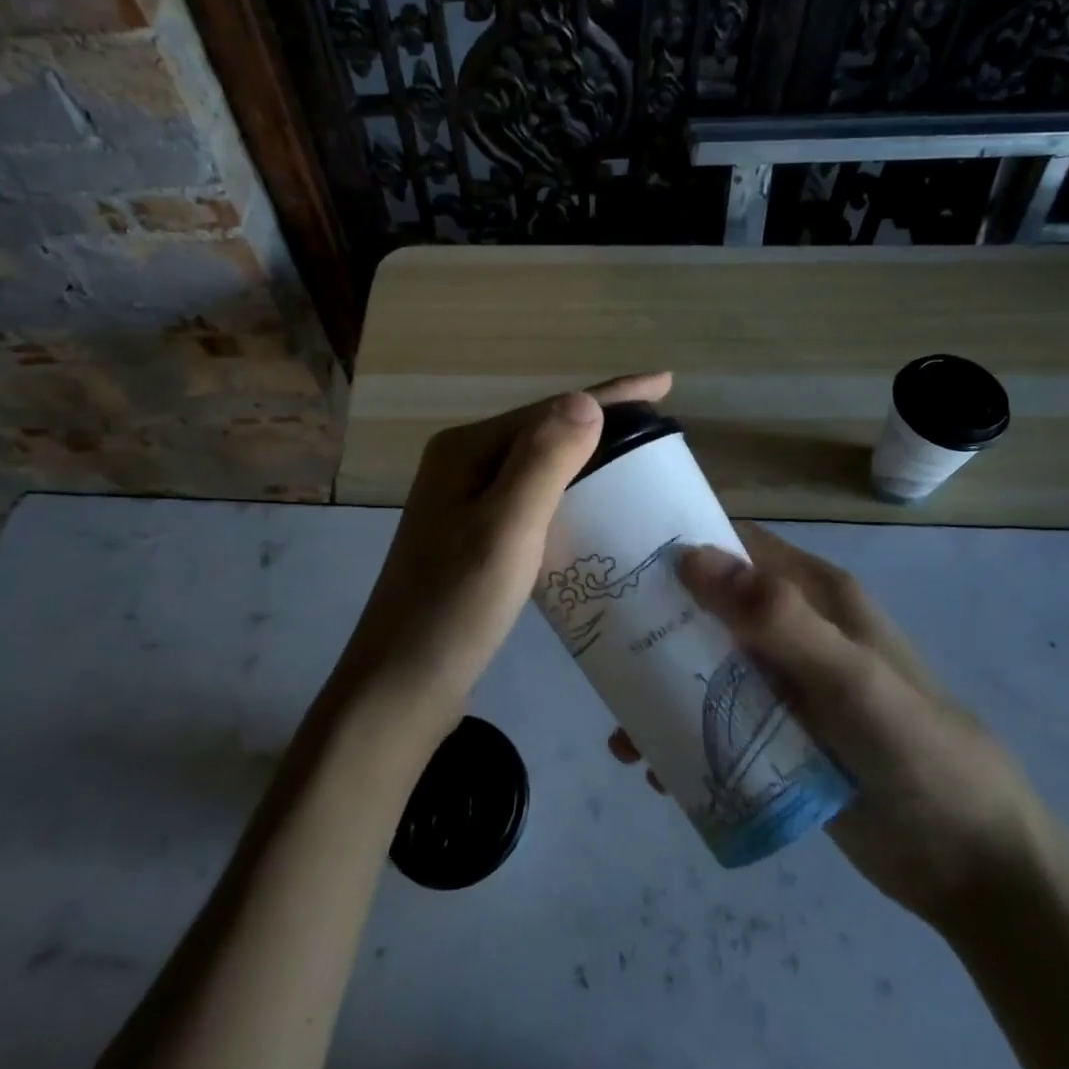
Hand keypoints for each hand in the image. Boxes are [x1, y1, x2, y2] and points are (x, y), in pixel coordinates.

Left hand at [340, 373, 673, 727]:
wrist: (402, 686)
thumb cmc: (455, 607)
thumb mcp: (506, 528)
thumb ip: (543, 461)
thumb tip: (586, 400)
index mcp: (465, 450)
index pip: (551, 410)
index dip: (612, 394)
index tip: (666, 383)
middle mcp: (461, 465)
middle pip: (545, 431)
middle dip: (602, 423)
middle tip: (660, 428)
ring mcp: (464, 502)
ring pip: (540, 466)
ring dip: (588, 458)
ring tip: (639, 462)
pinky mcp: (473, 536)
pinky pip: (532, 499)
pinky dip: (569, 495)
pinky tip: (595, 510)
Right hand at [611, 522, 1043, 927]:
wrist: (973, 865)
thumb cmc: (917, 751)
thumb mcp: (851, 679)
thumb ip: (779, 619)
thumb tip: (691, 556)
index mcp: (815, 595)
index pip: (736, 547)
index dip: (681, 545)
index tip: (619, 560)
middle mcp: (795, 631)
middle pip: (710, 609)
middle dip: (657, 624)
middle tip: (599, 649)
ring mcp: (785, 686)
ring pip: (707, 668)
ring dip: (661, 689)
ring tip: (620, 729)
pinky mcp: (779, 737)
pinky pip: (717, 721)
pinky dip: (682, 735)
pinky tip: (654, 767)